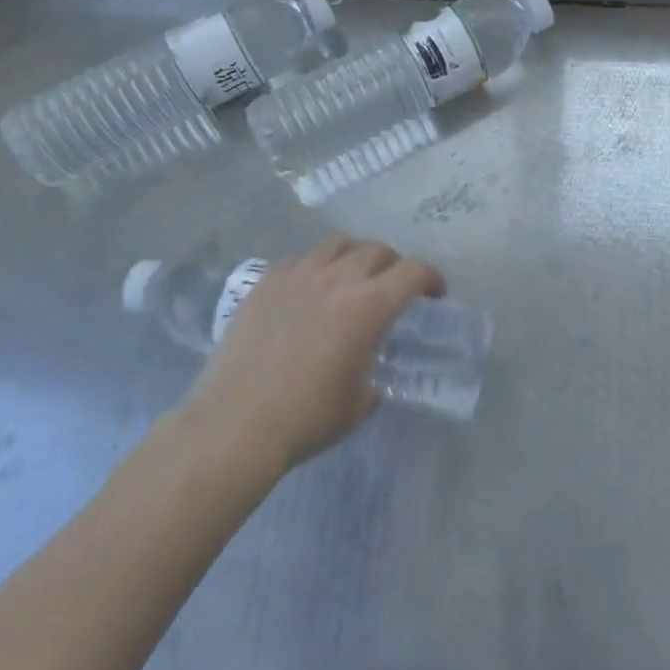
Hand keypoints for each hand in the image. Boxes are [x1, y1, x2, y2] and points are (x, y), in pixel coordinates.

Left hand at [176, 236, 444, 477]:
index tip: (435, 293)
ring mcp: (297, 275)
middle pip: (377, 250)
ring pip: (337, 244)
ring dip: (354, 256)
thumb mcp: (358, 404)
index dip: (431, 277)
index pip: (413, 272)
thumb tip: (366, 375)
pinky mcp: (264, 283)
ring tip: (352, 277)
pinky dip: (313, 268)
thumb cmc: (305, 418)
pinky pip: (298, 260)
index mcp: (368, 306)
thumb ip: (372, 378)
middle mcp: (337, 279)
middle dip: (394, 264)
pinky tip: (307, 290)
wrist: (234, 425)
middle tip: (393, 285)